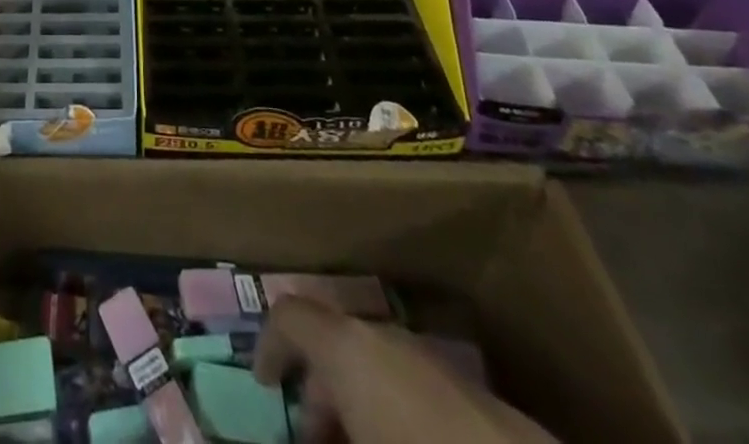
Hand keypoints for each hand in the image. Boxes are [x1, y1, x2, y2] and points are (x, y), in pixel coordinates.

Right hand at [255, 297, 553, 443]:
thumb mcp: (349, 443)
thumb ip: (316, 431)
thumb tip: (301, 431)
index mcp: (352, 347)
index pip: (291, 317)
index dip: (269, 345)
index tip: (262, 387)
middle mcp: (391, 340)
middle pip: (337, 344)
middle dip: (320, 393)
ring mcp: (442, 366)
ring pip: (381, 368)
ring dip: (361, 406)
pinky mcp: (487, 403)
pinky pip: (420, 393)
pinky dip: (401, 417)